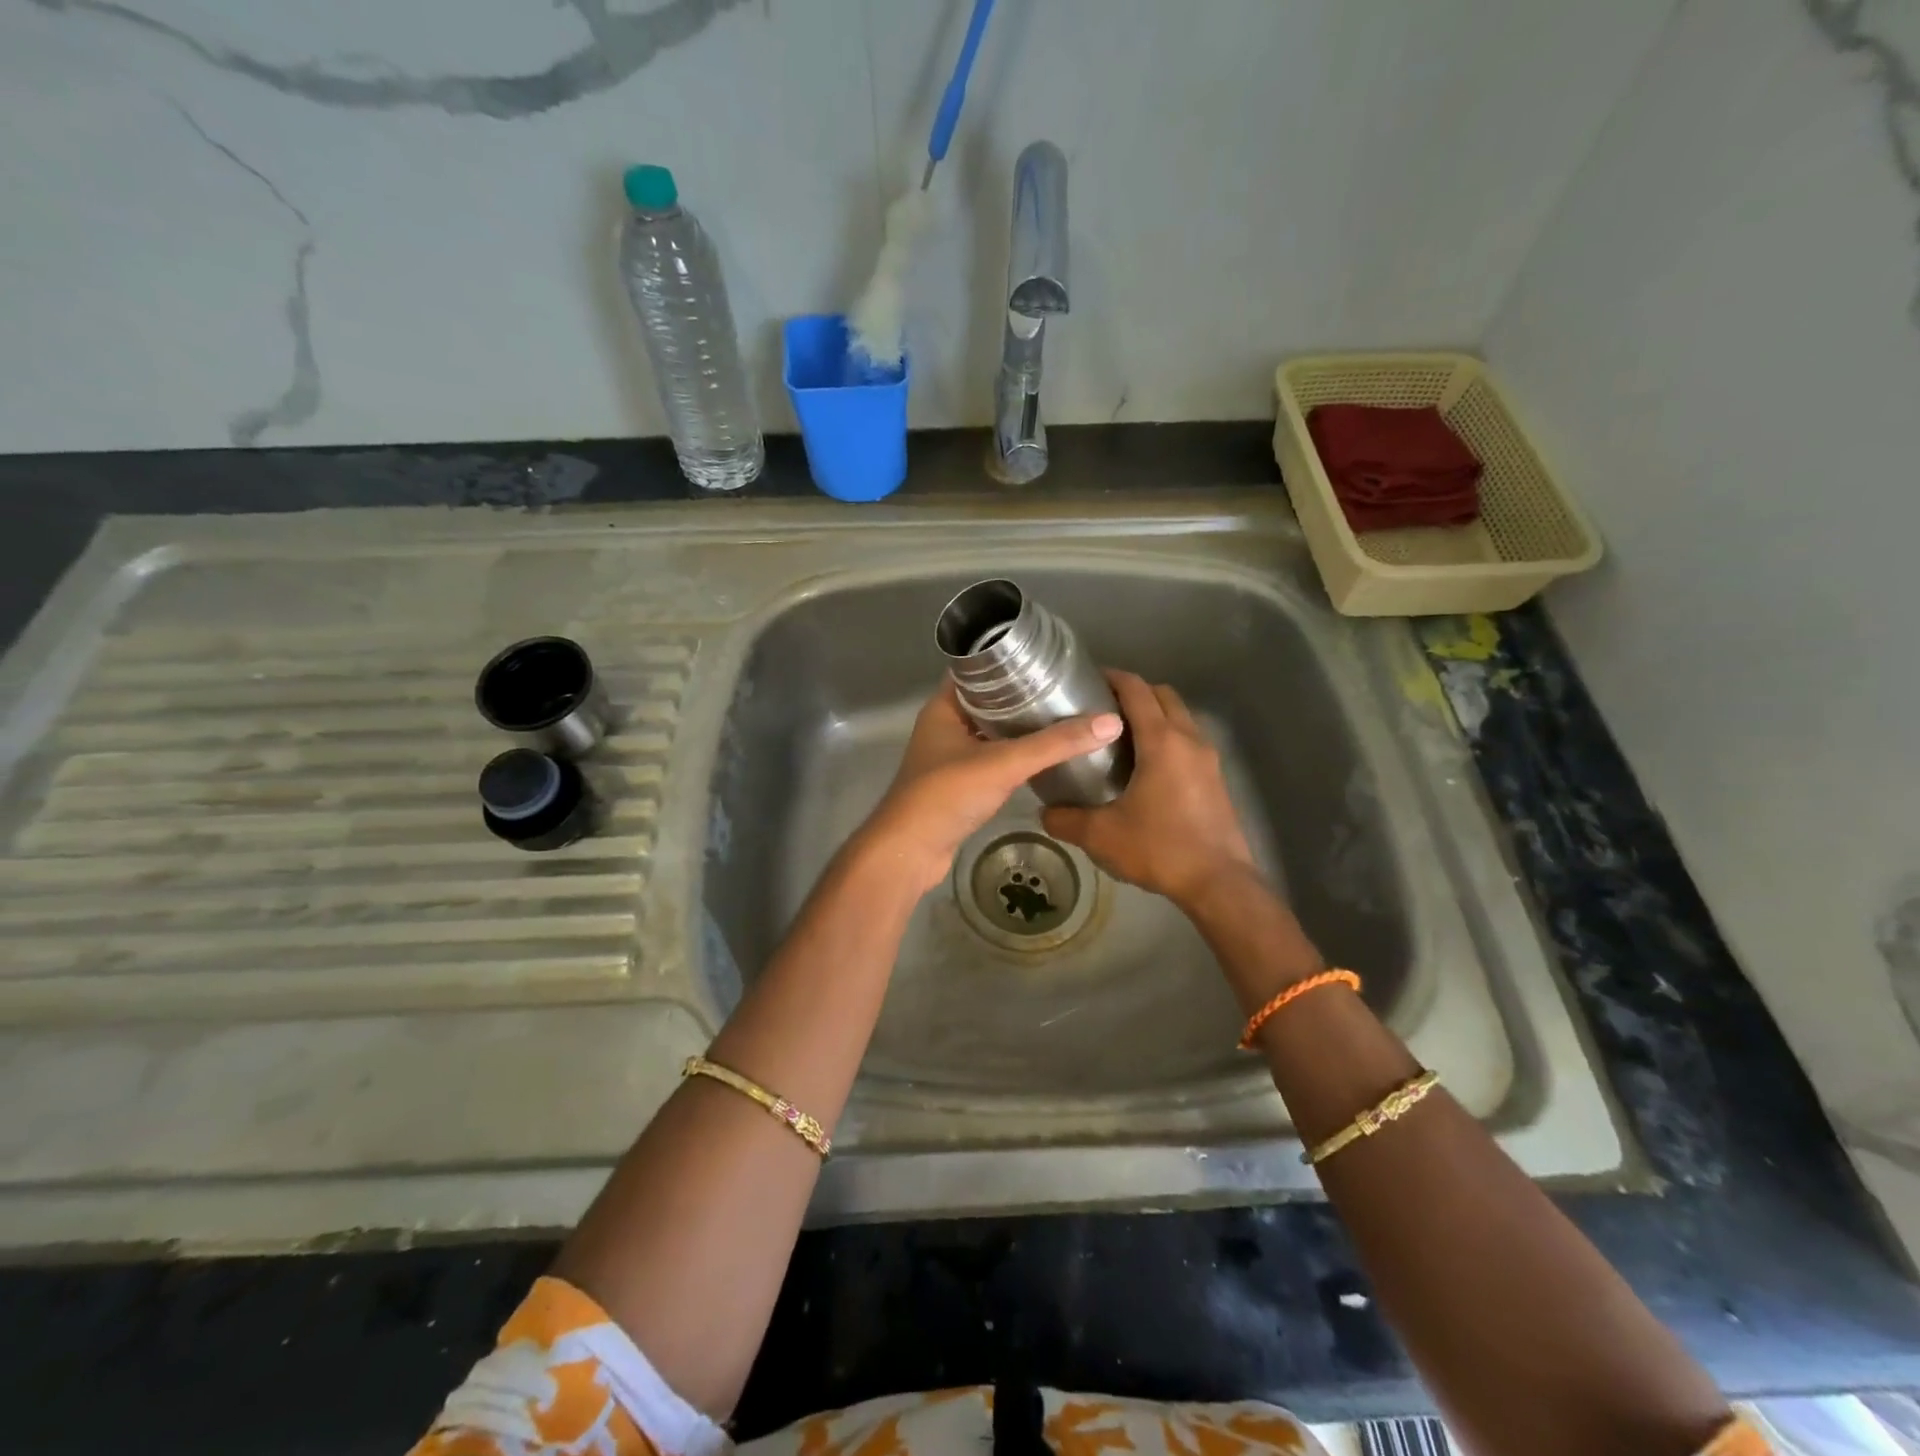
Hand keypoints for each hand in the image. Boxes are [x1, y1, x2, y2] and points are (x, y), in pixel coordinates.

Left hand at [859, 685, 1124, 895]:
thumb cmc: (947, 795)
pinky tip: (1043, 757)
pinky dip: (1013, 755)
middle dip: (1022, 695)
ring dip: (1019, 727)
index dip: (1008, 661)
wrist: (910, 852)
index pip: (976, 670)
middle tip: (1064, 689)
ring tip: (1062, 717)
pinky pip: (991, 759)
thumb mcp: (1004, 763)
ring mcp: (949, 757)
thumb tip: (1109, 722)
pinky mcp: (958, 785)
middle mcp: (944, 726)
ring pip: (990, 732)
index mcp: (944, 708)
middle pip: (987, 701)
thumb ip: (1054, 744)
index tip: (1047, 660)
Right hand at [1042, 671, 1258, 911]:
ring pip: (1181, 717)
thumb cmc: (1159, 848)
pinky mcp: (1216, 779)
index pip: (1137, 690)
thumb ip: (1066, 820)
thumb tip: (1044, 813)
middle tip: (1103, 709)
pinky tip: (1147, 768)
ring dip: (1155, 715)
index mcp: (1161, 741)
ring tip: (1122, 737)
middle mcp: (1189, 740)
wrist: (1219, 883)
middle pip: (1164, 695)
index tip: (1089, 679)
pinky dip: (1169, 738)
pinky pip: (1190, 741)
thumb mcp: (1101, 836)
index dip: (1113, 677)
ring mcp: (1208, 759)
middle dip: (1135, 692)